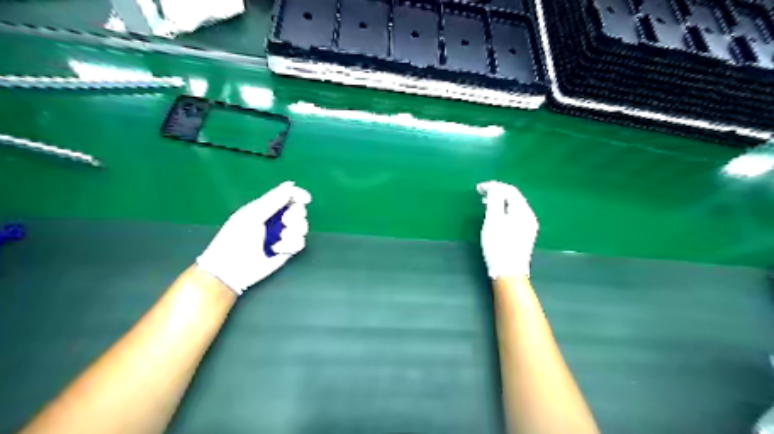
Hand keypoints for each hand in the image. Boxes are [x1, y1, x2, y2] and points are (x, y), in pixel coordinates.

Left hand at [197, 181, 309, 296]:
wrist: (232, 268)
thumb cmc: (236, 238)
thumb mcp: (253, 215)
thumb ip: (273, 200)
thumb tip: (291, 184)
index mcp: (266, 208)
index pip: (288, 196)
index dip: (298, 195)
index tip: (305, 199)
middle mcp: (277, 220)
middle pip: (299, 211)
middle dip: (295, 216)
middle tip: (285, 222)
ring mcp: (283, 235)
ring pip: (303, 227)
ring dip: (293, 232)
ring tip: (280, 239)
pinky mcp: (288, 250)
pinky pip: (300, 242)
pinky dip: (290, 245)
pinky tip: (277, 249)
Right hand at [479, 182, 539, 279]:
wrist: (508, 272)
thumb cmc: (498, 246)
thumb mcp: (493, 221)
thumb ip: (494, 201)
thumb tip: (494, 188)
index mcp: (523, 211)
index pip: (510, 191)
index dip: (494, 186)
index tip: (478, 188)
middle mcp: (529, 216)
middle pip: (514, 197)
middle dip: (497, 192)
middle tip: (480, 193)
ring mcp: (528, 226)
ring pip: (514, 206)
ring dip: (500, 201)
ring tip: (485, 202)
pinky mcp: (524, 234)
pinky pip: (514, 214)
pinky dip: (503, 210)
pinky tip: (495, 214)